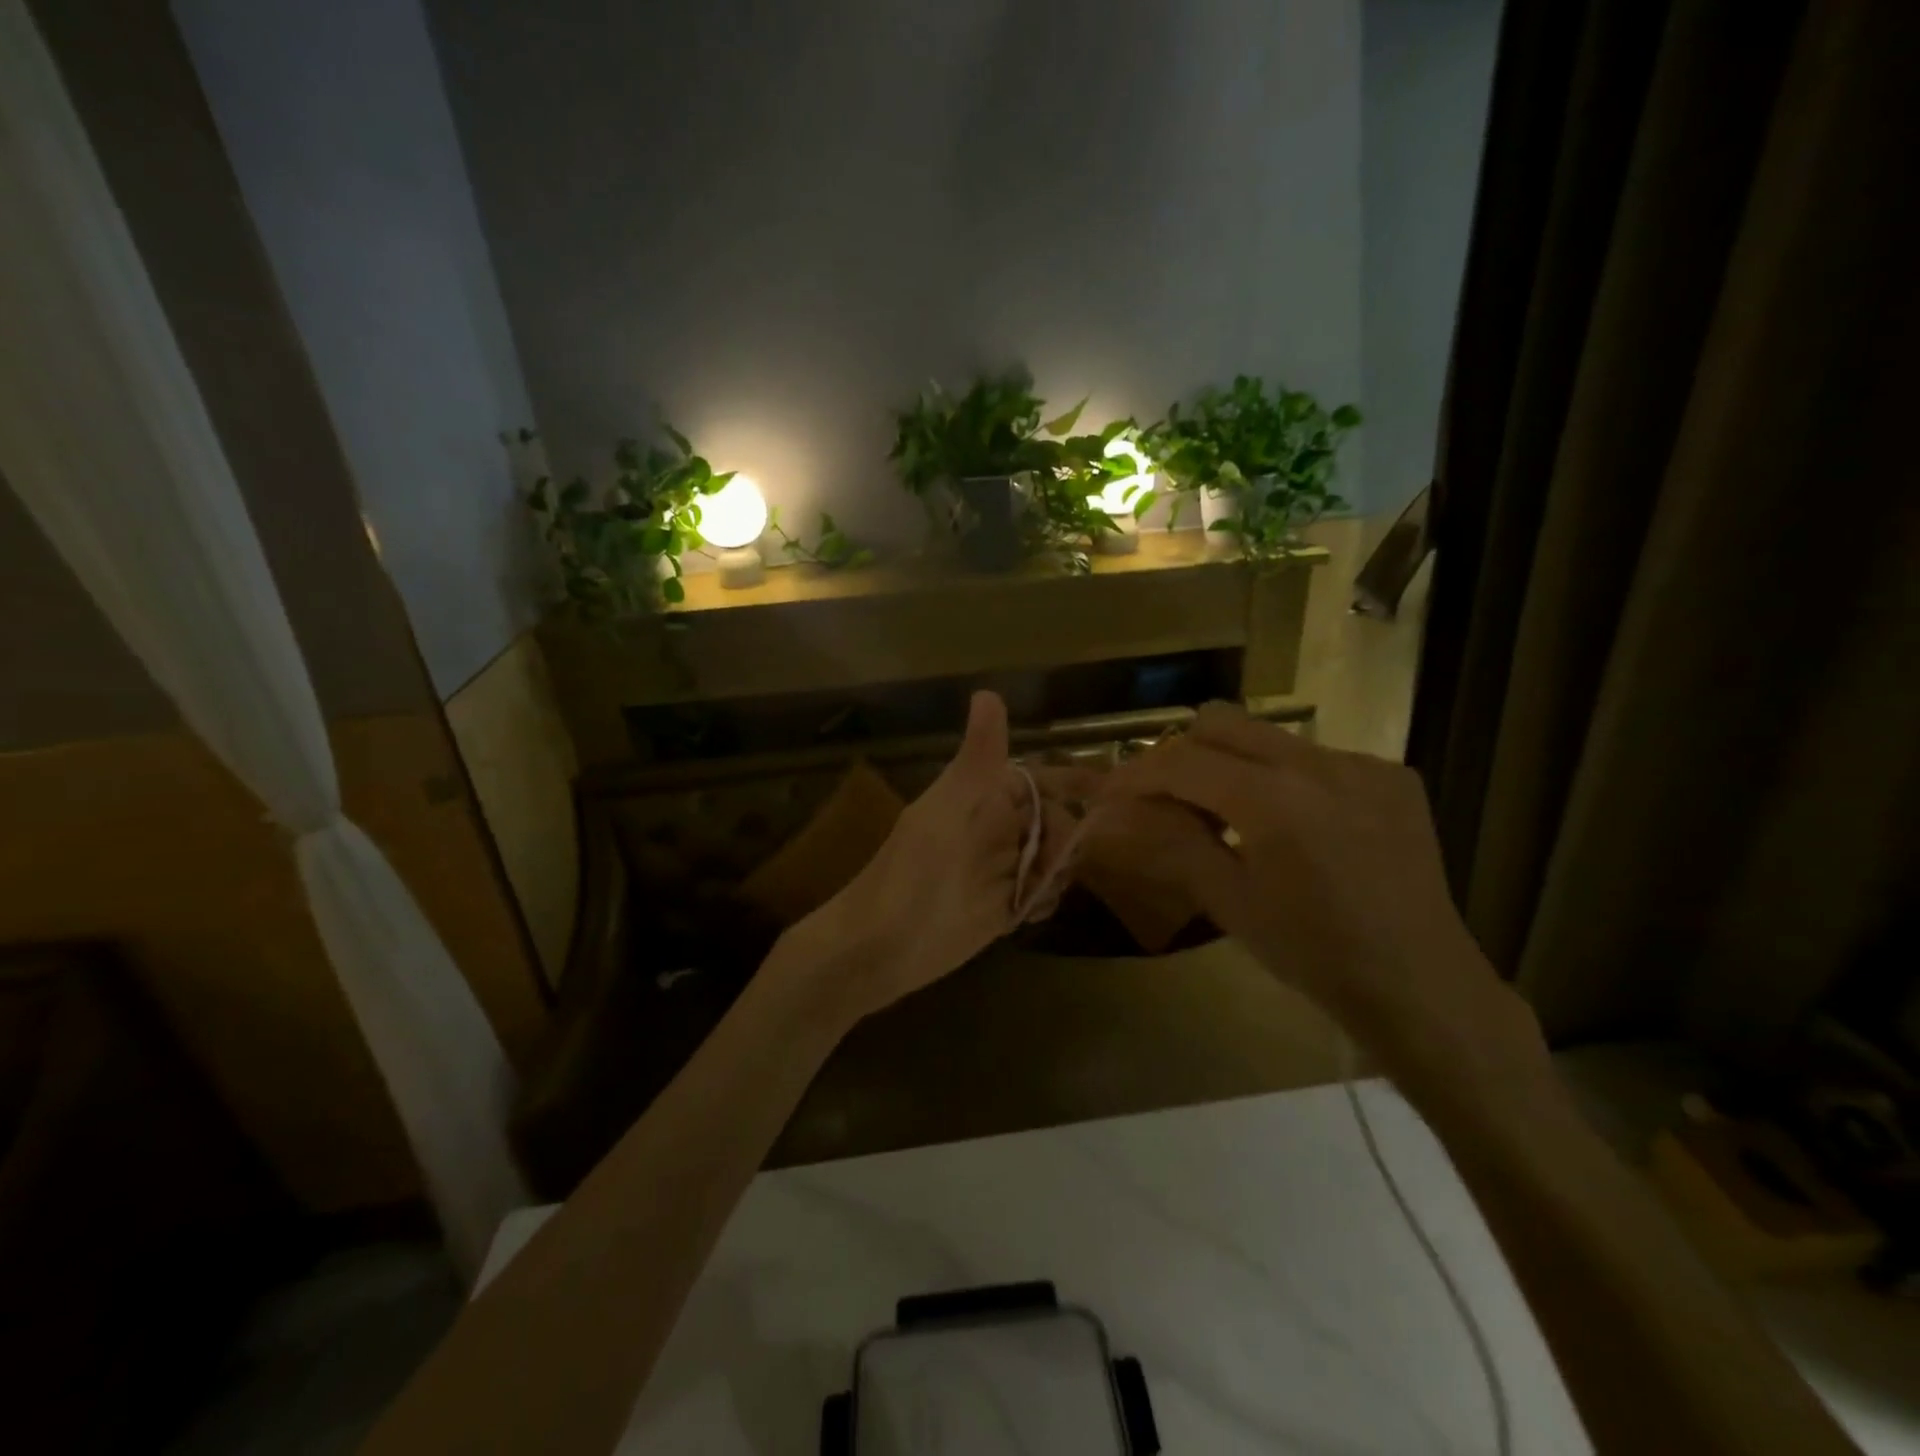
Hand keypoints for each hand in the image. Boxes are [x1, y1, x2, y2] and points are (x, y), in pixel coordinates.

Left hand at [776, 691, 1079, 1026]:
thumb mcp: (947, 811)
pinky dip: (1045, 900)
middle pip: (1054, 821)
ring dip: (1057, 871)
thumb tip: (988, 692)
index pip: (1038, 781)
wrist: (878, 948)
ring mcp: (999, 870)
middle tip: (1050, 863)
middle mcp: (995, 830)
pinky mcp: (1002, 907)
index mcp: (982, 799)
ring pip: (1051, 858)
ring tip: (1036, 891)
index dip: (1072, 783)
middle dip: (1064, 837)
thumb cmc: (910, 874)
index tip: (1110, 791)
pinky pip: (1040, 894)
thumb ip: (976, 760)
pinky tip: (1031, 912)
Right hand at [1096, 703, 1541, 1077]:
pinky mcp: (1392, 775)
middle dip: (1181, 752)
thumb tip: (1125, 811)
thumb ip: (1174, 841)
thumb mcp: (1230, 902)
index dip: (1136, 773)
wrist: (1421, 985)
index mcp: (1271, 800)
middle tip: (1167, 796)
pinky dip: (1287, 778)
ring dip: (1234, 763)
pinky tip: (1298, 825)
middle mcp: (1317, 763)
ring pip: (1269, 736)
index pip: (1181, 762)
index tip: (1109, 791)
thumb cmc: (1313, 953)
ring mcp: (1361, 764)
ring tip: (1232, 813)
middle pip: (1221, 721)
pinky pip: (1317, 757)